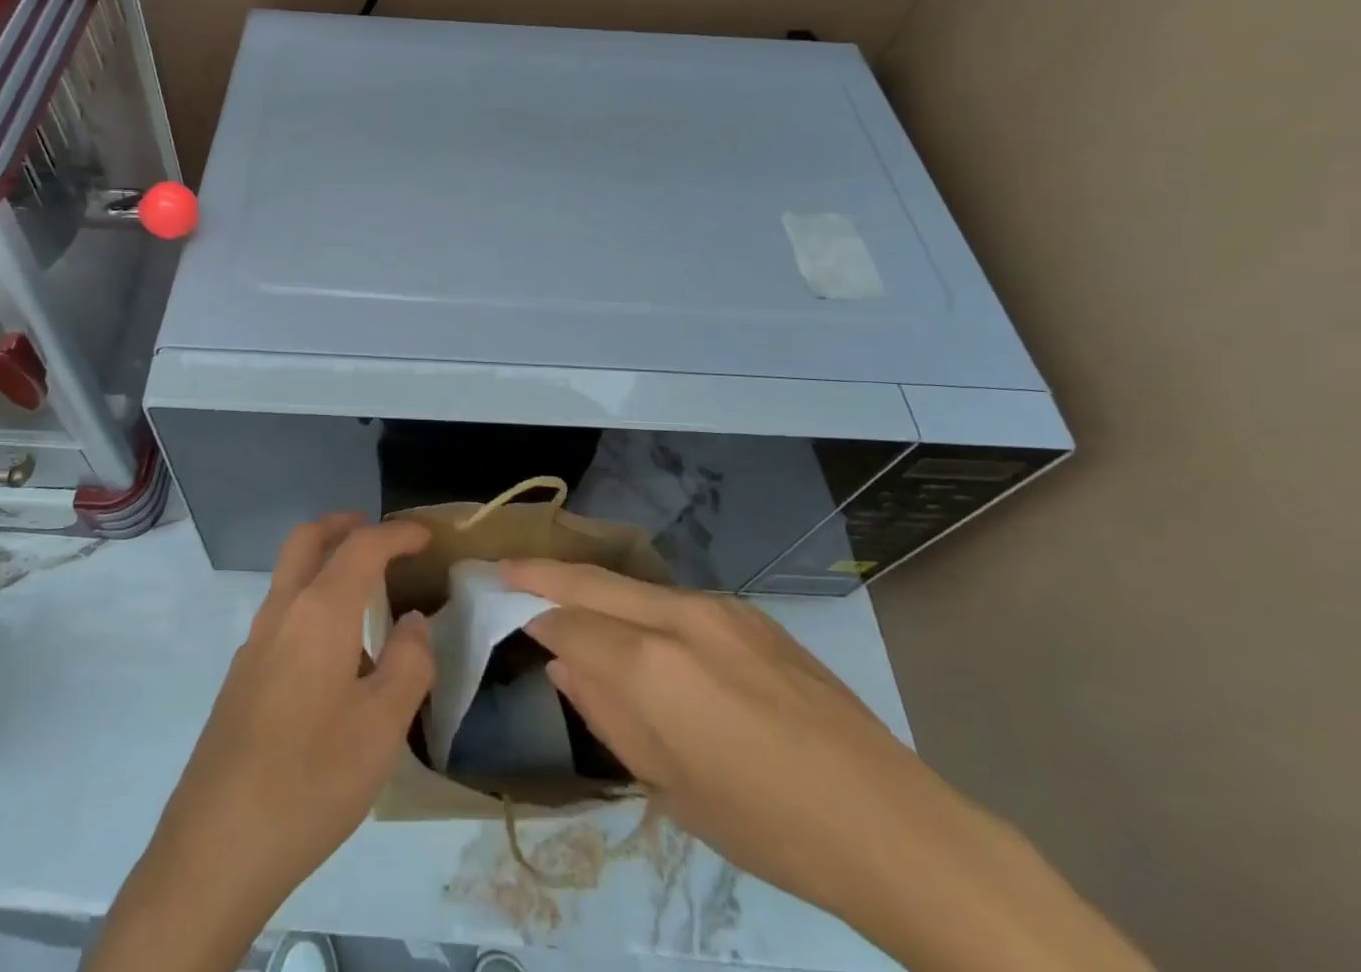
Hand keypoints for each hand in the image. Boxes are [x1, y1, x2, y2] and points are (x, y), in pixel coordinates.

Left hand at [89, 515, 431, 971]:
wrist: (215, 848)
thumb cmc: (312, 779)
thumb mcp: (383, 726)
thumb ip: (409, 663)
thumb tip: (412, 624)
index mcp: (319, 613)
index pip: (361, 548)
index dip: (396, 534)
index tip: (425, 536)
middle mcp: (281, 614)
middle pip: (306, 541)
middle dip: (342, 525)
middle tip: (376, 532)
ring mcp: (253, 645)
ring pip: (288, 577)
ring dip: (323, 564)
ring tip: (364, 595)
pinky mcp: (241, 679)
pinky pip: (281, 616)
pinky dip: (310, 602)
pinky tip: (332, 656)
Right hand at [502, 560, 1150, 971]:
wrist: (890, 823)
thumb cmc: (768, 826)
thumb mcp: (672, 787)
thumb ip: (608, 714)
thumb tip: (563, 665)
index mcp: (651, 667)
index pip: (568, 625)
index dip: (532, 619)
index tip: (502, 612)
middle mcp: (678, 617)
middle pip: (592, 583)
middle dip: (542, 573)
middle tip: (503, 567)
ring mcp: (718, 607)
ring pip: (633, 586)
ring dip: (591, 587)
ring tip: (561, 594)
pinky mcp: (748, 613)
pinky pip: (673, 600)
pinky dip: (637, 604)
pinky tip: (636, 628)